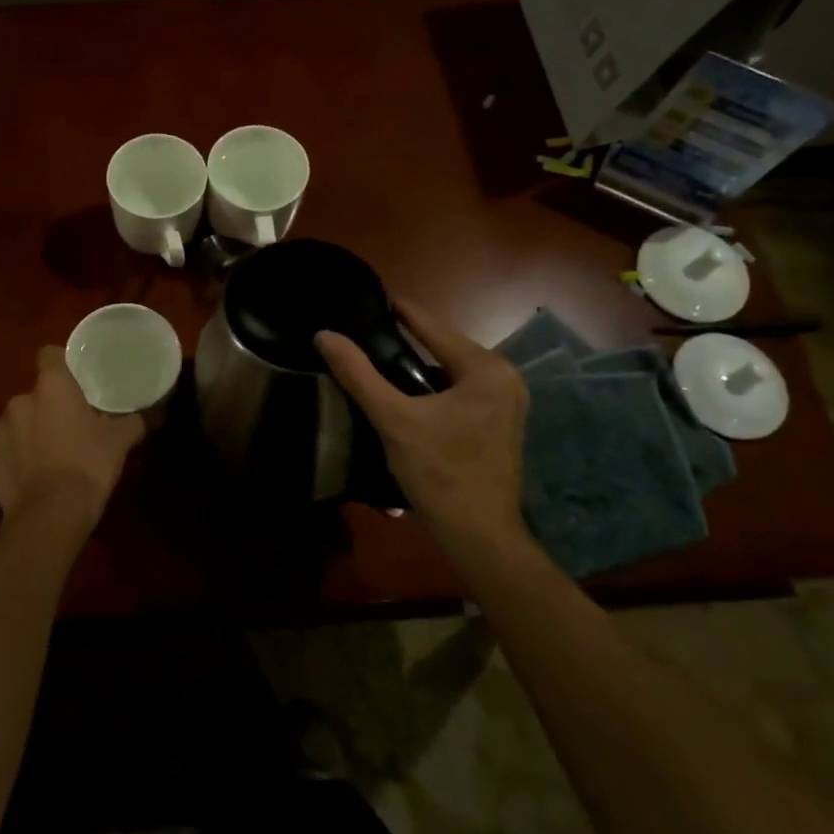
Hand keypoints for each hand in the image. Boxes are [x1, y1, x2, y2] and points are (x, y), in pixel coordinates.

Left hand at [0, 346, 144, 535]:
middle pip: (35, 393)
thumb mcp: (120, 442)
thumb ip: (133, 422)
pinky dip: (10, 456)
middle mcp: (19, 400)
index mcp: (51, 386)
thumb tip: (150, 414)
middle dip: (49, 406)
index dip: (61, 363)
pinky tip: (26, 471)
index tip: (74, 379)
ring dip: (29, 430)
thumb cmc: (88, 465)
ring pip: (16, 421)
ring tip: (49, 453)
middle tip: (70, 425)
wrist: (51, 515)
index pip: (49, 355)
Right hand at [315, 299, 531, 553]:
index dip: (400, 311)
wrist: (479, 536)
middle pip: (444, 347)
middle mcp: (505, 377)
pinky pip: (461, 389)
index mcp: (486, 369)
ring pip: (452, 369)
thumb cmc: (439, 473)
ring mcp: (508, 400)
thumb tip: (324, 335)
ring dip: (419, 365)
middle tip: (365, 332)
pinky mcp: (503, 421)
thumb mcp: (393, 419)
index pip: (433, 327)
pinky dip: (434, 386)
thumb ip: (359, 374)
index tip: (370, 297)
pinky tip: (407, 392)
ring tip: (378, 358)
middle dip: (407, 340)